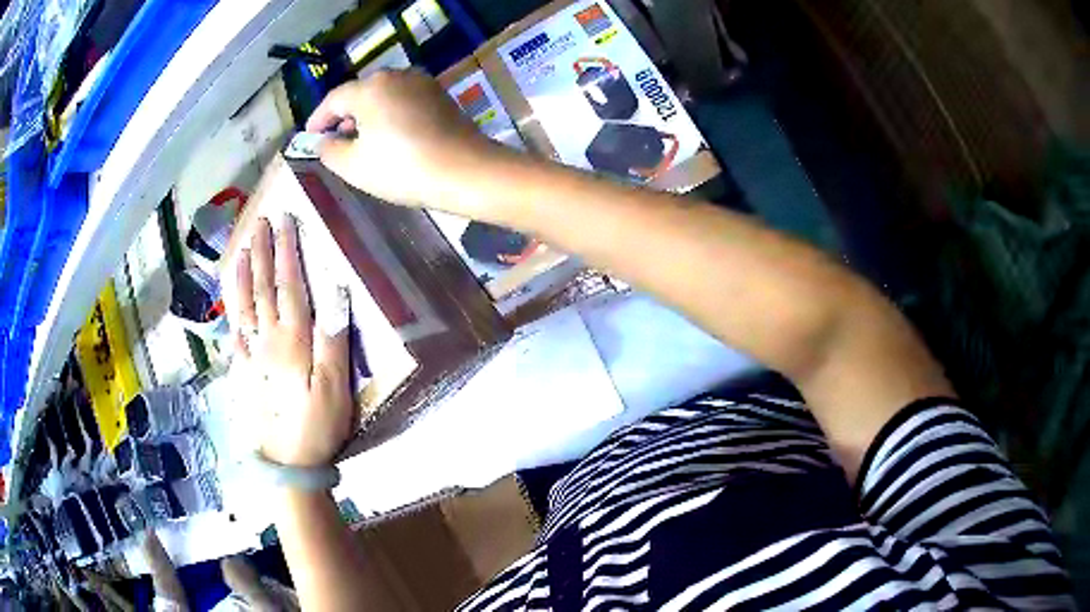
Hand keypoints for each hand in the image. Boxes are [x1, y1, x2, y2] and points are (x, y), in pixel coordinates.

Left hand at [233, 215, 353, 467]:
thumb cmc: (317, 426)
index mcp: (292, 340)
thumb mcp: (335, 388)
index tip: (285, 220)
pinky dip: (232, 308)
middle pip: (263, 288)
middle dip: (262, 251)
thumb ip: (333, 339)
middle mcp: (267, 339)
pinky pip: (235, 331)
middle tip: (260, 221)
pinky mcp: (244, 371)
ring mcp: (251, 354)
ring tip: (242, 246)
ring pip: (244, 305)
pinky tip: (231, 298)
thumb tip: (336, 291)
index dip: (287, 251)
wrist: (287, 463)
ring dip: (244, 273)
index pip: (289, 285)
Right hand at [306, 69, 498, 208]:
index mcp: (370, 88)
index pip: (334, 99)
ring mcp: (422, 83)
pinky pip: (404, 99)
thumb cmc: (403, 168)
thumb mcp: (354, 166)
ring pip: (384, 94)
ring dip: (368, 114)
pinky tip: (391, 135)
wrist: (465, 171)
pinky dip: (390, 113)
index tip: (310, 135)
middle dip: (344, 114)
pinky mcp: (440, 95)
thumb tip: (323, 141)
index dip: (318, 118)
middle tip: (335, 138)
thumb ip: (330, 150)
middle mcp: (396, 76)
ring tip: (362, 139)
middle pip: (360, 92)